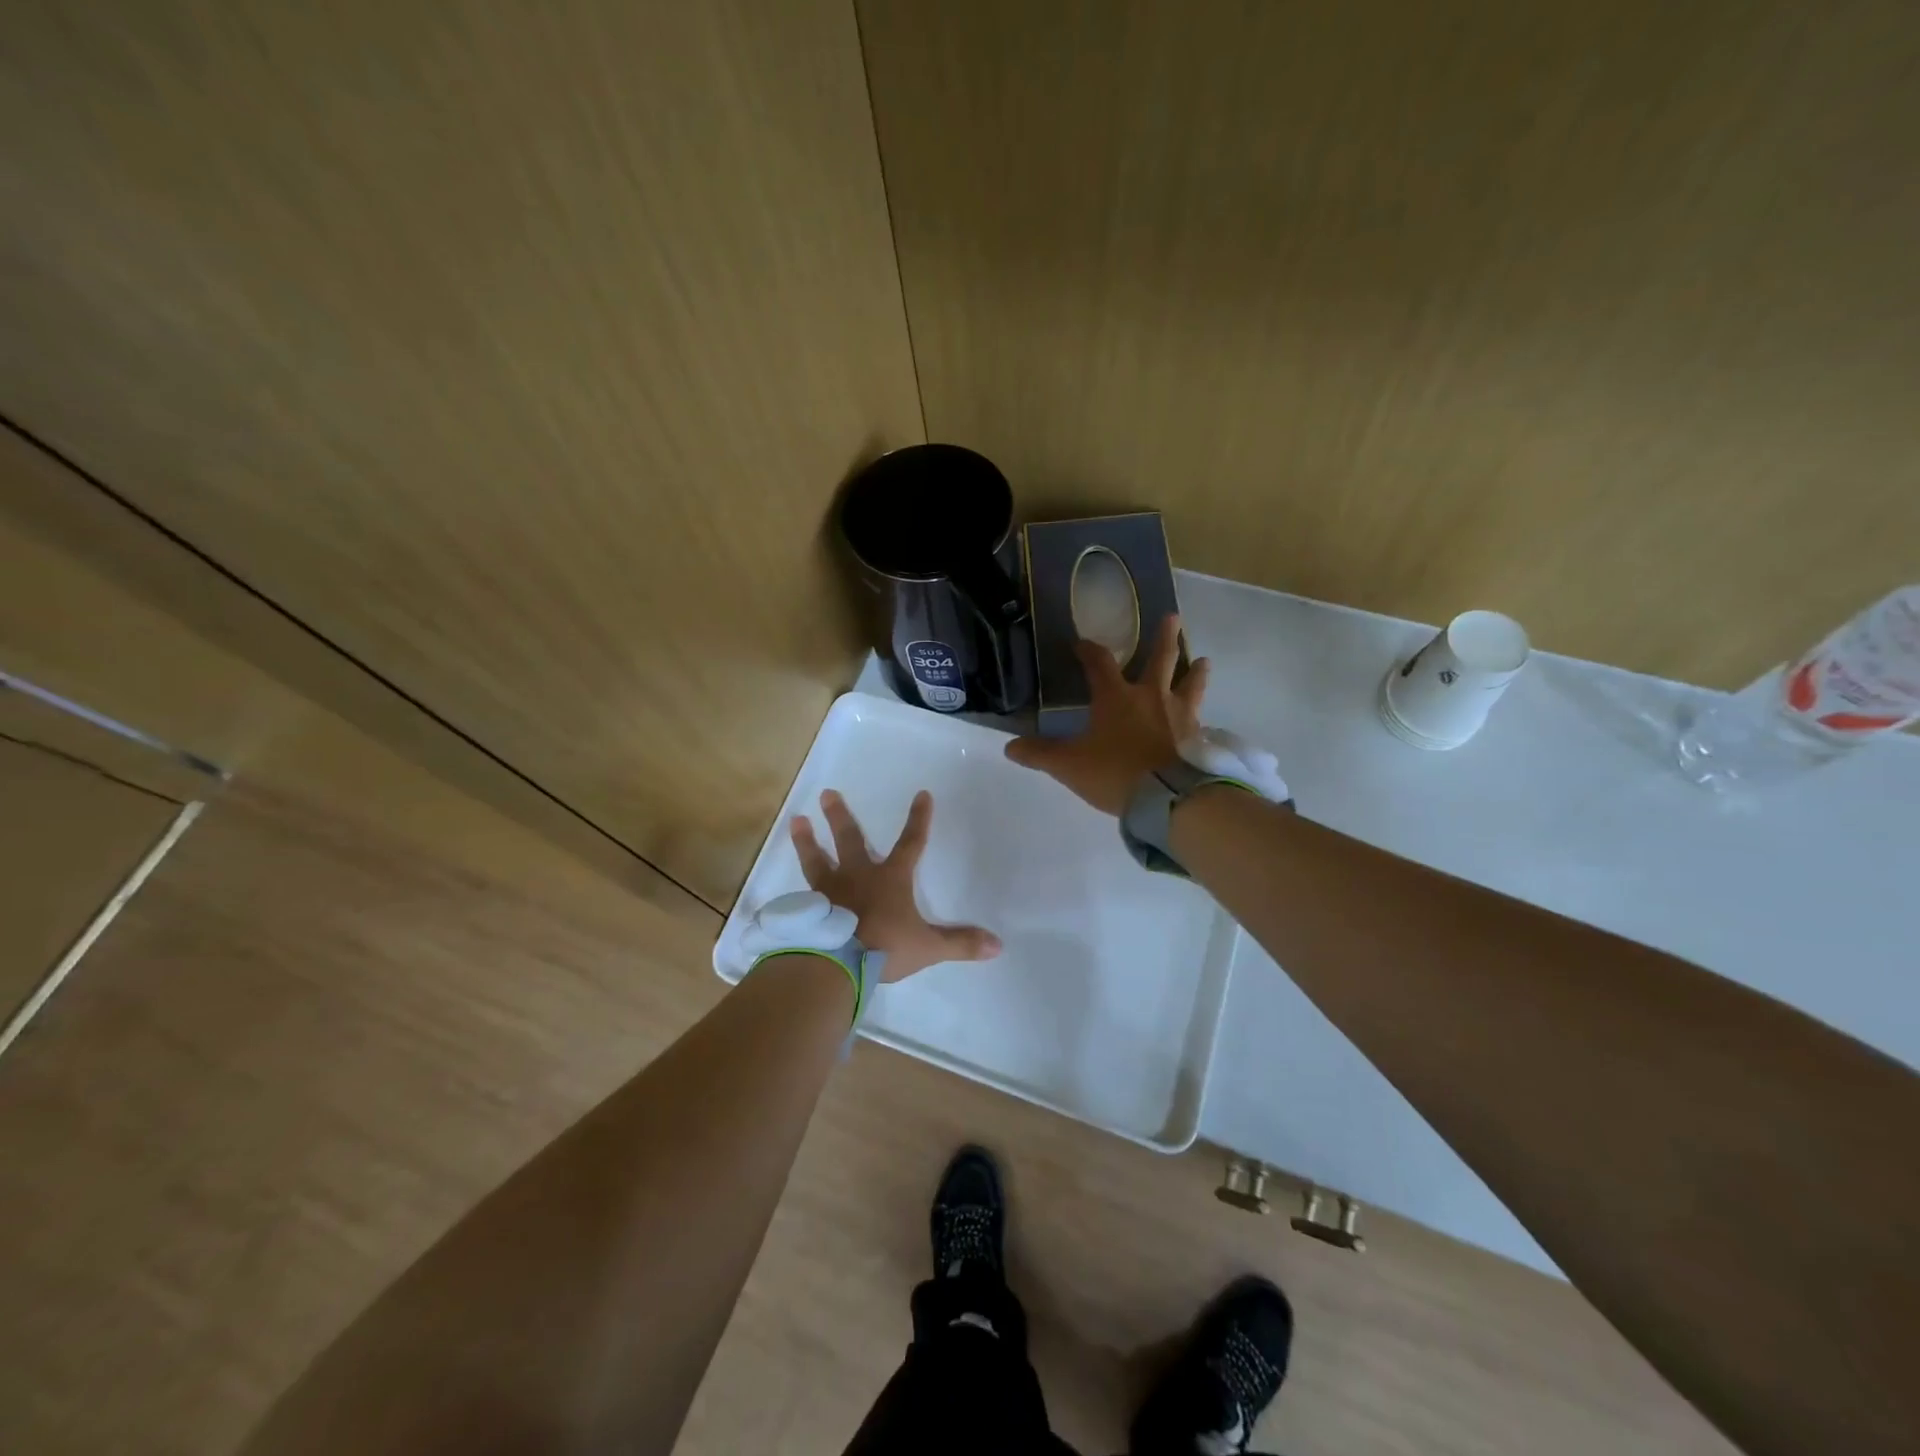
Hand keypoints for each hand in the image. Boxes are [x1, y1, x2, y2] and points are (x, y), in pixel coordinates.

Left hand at [789, 789, 1001, 981]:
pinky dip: (796, 887)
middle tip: (827, 793)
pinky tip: (789, 885)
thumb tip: (997, 946)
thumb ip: (960, 944)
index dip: (919, 819)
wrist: (838, 962)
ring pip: (817, 858)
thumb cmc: (885, 947)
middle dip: (841, 816)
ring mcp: (830, 890)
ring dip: (807, 839)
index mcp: (891, 879)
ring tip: (797, 820)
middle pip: (850, 839)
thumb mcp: (928, 947)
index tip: (922, 794)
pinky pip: (802, 892)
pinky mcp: (809, 908)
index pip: (911, 843)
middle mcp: (858, 876)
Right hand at [1004, 614, 1208, 815]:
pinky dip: (1200, 715)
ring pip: (1190, 685)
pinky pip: (1201, 720)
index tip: (1081, 643)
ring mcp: (1179, 715)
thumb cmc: (1115, 773)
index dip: (1088, 651)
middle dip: (1164, 638)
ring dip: (1195, 671)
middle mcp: (1151, 697)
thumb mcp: (1069, 765)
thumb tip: (1009, 747)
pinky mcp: (1198, 737)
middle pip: (1160, 659)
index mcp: (1116, 697)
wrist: (1169, 797)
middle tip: (1172, 617)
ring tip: (1203, 660)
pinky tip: (1203, 719)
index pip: (1099, 663)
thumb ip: (1040, 754)